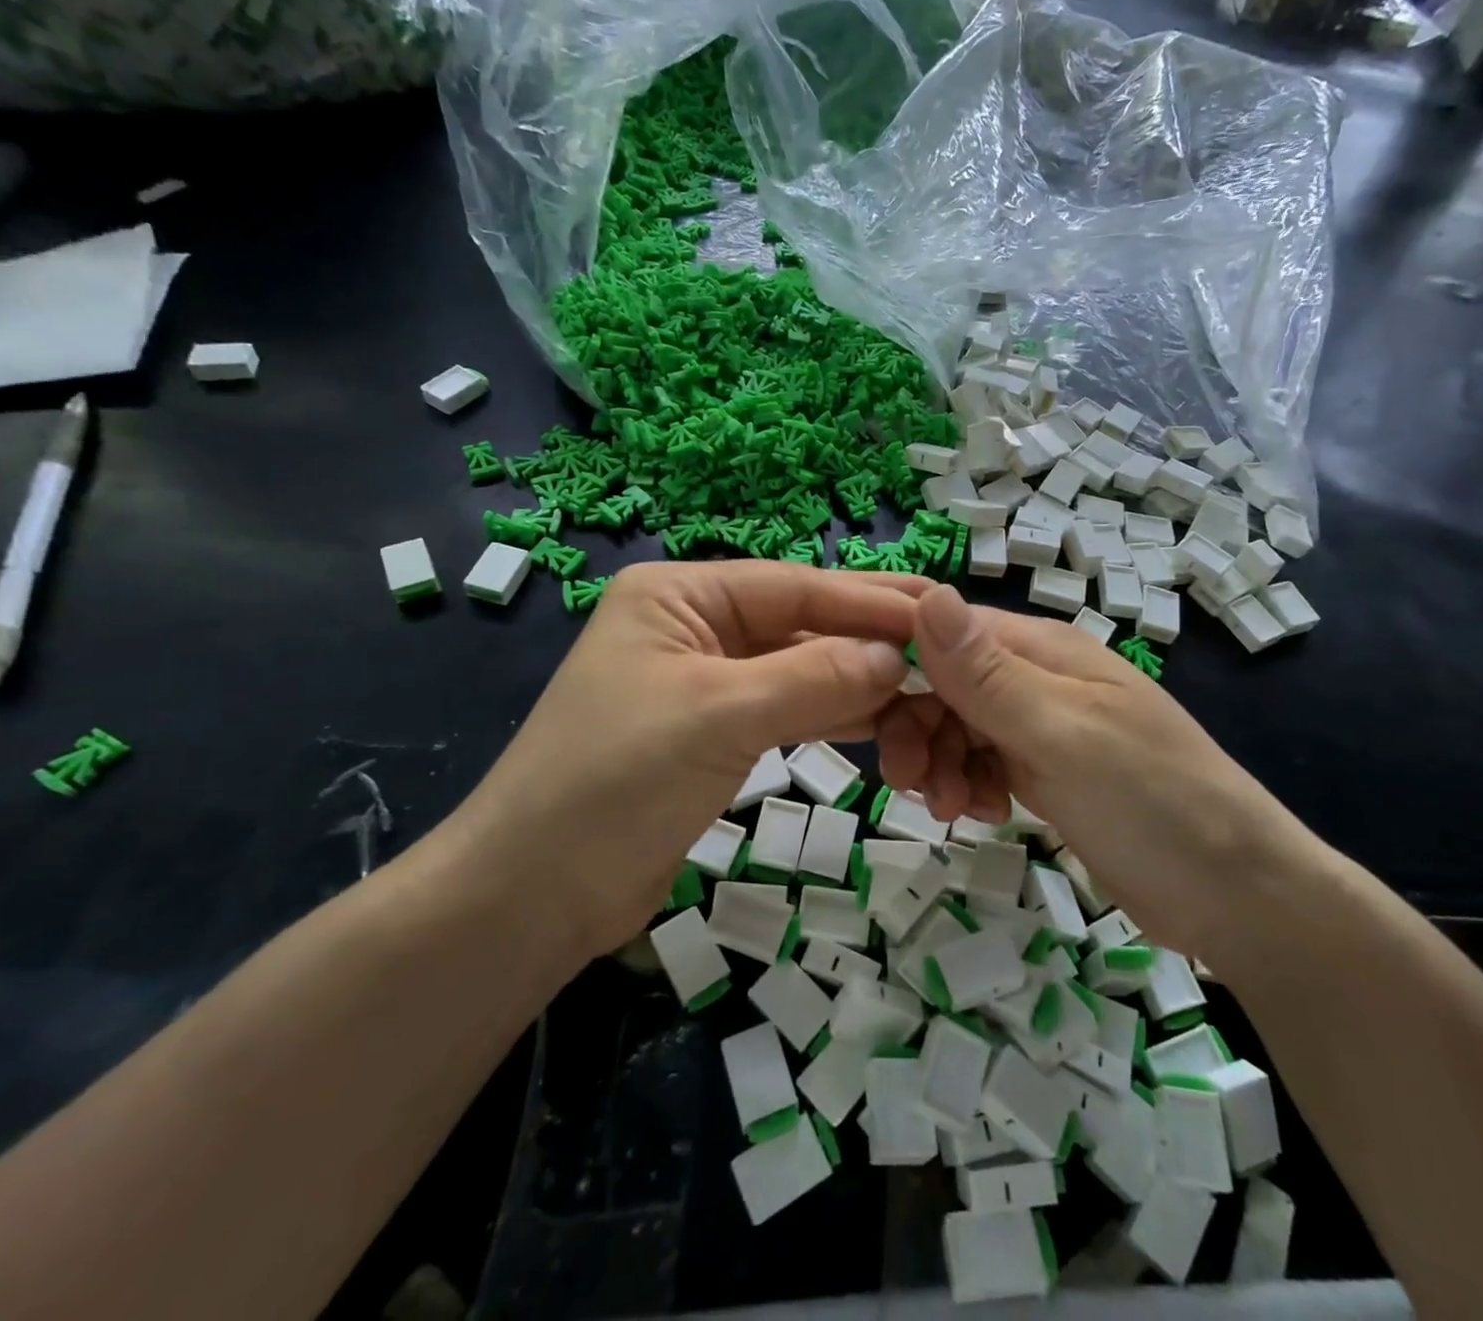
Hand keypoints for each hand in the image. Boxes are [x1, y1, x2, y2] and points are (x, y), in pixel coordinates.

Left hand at [448, 561, 924, 958]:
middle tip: (948, 643)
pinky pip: (789, 710)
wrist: (534, 895)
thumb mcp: (719, 715)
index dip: (868, 602)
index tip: (938, 613)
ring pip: (800, 669)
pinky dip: (834, 715)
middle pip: (800, 624)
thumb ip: (814, 678)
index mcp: (680, 595)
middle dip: (869, 638)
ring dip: (858, 681)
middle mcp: (694, 626)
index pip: (794, 586)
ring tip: (927, 687)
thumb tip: (896, 658)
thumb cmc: (615, 783)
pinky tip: (884, 721)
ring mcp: (706, 681)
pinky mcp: (716, 734)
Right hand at [878, 585, 1308, 955]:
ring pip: (960, 728)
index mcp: (1044, 651)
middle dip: (919, 729)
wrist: (1236, 896)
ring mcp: (1044, 728)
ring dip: (941, 764)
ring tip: (953, 809)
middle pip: (947, 685)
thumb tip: (926, 593)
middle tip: (907, 781)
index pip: (947, 634)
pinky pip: (985, 764)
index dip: (902, 665)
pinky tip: (984, 815)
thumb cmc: (1152, 803)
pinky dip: (971, 786)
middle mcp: (1039, 680)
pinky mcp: (1048, 774)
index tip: (868, 713)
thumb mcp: (1062, 735)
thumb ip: (987, 673)